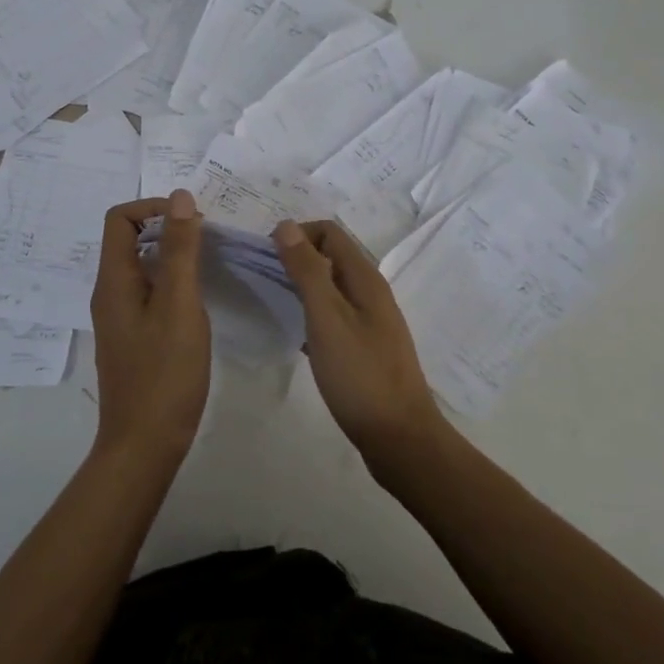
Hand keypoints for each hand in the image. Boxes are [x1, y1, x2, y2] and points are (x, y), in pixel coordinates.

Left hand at [89, 190, 211, 460]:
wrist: (144, 444)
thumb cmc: (164, 373)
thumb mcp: (179, 304)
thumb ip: (179, 250)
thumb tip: (180, 198)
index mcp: (114, 280)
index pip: (120, 218)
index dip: (154, 208)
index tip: (193, 221)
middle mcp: (110, 293)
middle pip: (129, 239)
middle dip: (167, 228)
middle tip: (208, 240)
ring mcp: (120, 316)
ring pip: (142, 266)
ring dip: (172, 255)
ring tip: (209, 263)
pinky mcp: (133, 336)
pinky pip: (148, 291)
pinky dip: (172, 282)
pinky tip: (198, 298)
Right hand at [272, 219, 448, 470]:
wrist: (399, 437)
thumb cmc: (360, 374)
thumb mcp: (327, 318)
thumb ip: (307, 271)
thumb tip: (286, 226)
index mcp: (364, 278)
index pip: (329, 232)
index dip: (296, 235)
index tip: (267, 258)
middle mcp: (370, 291)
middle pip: (330, 256)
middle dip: (296, 257)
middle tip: (264, 279)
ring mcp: (370, 320)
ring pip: (330, 286)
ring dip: (301, 285)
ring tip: (273, 302)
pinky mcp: (364, 345)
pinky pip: (333, 314)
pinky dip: (311, 312)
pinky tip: (294, 333)